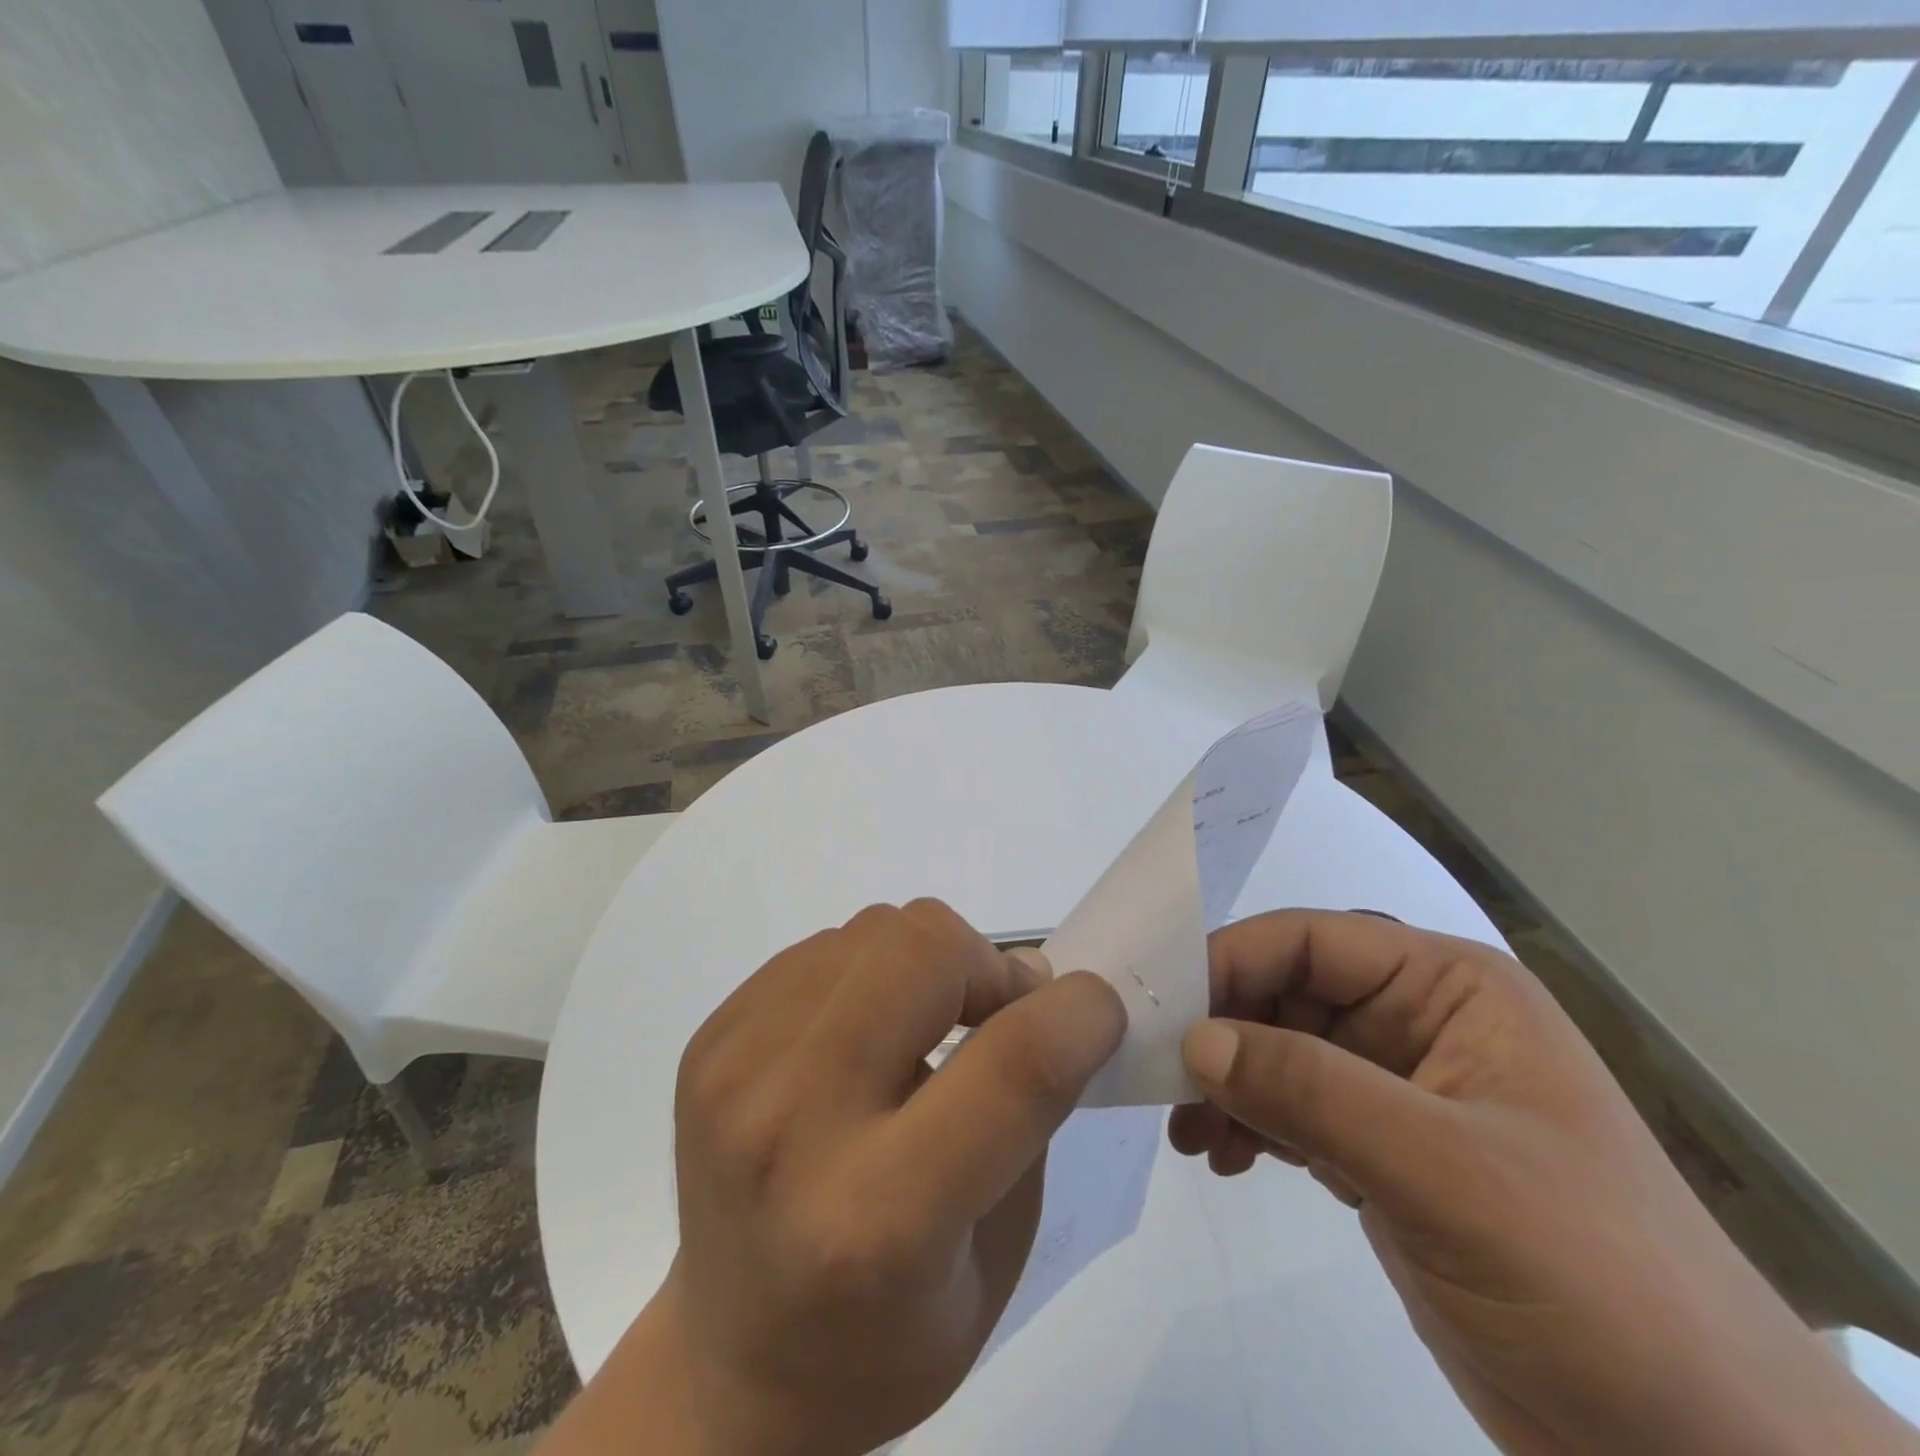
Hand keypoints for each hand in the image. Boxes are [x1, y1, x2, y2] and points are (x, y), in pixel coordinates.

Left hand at [543, 901, 1124, 1455]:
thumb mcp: (996, 1260)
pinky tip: (866, 1033)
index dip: (1079, 1013)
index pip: (1012, 1067)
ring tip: (927, 1025)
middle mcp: (793, 1125)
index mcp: (879, 1219)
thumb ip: (1030, 1114)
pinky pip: (825, 946)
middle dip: (990, 966)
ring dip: (929, 961)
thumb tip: (1044, 994)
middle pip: (924, 952)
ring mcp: (738, 1068)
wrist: (730, 1362)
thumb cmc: (885, 1339)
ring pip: (875, 928)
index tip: (1097, 1008)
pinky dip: (871, 970)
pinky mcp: (712, 1038)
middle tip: (998, 1013)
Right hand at [1169, 910, 1916, 1455]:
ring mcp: (1396, 1086)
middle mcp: (1418, 1019)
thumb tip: (1195, 1040)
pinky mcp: (1380, 1149)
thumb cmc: (1594, 1281)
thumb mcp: (1448, 1174)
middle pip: (1286, 992)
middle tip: (1160, 1078)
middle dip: (1221, 1030)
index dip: (1231, 962)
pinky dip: (1246, 1122)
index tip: (1162, 1010)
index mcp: (1450, 987)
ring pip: (1278, 1049)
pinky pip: (1290, 1107)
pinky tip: (1219, 1155)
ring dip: (1226, 1080)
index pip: (1311, 941)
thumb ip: (1313, 1091)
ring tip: (1187, 1130)